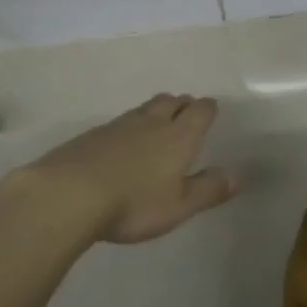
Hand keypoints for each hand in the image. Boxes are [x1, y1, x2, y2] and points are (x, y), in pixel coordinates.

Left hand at [14, 94, 238, 244]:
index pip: (199, 111)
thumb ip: (208, 189)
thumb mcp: (179, 206)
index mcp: (178, 136)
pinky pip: (119, 122)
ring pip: (144, 108)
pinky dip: (129, 127)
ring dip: (156, 111)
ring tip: (158, 124)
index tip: (211, 111)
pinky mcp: (92, 135)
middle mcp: (151, 123)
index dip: (207, 109)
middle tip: (187, 112)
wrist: (69, 193)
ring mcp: (118, 125)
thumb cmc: (134, 203)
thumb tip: (237, 175)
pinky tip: (123, 144)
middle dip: (182, 104)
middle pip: (171, 101)